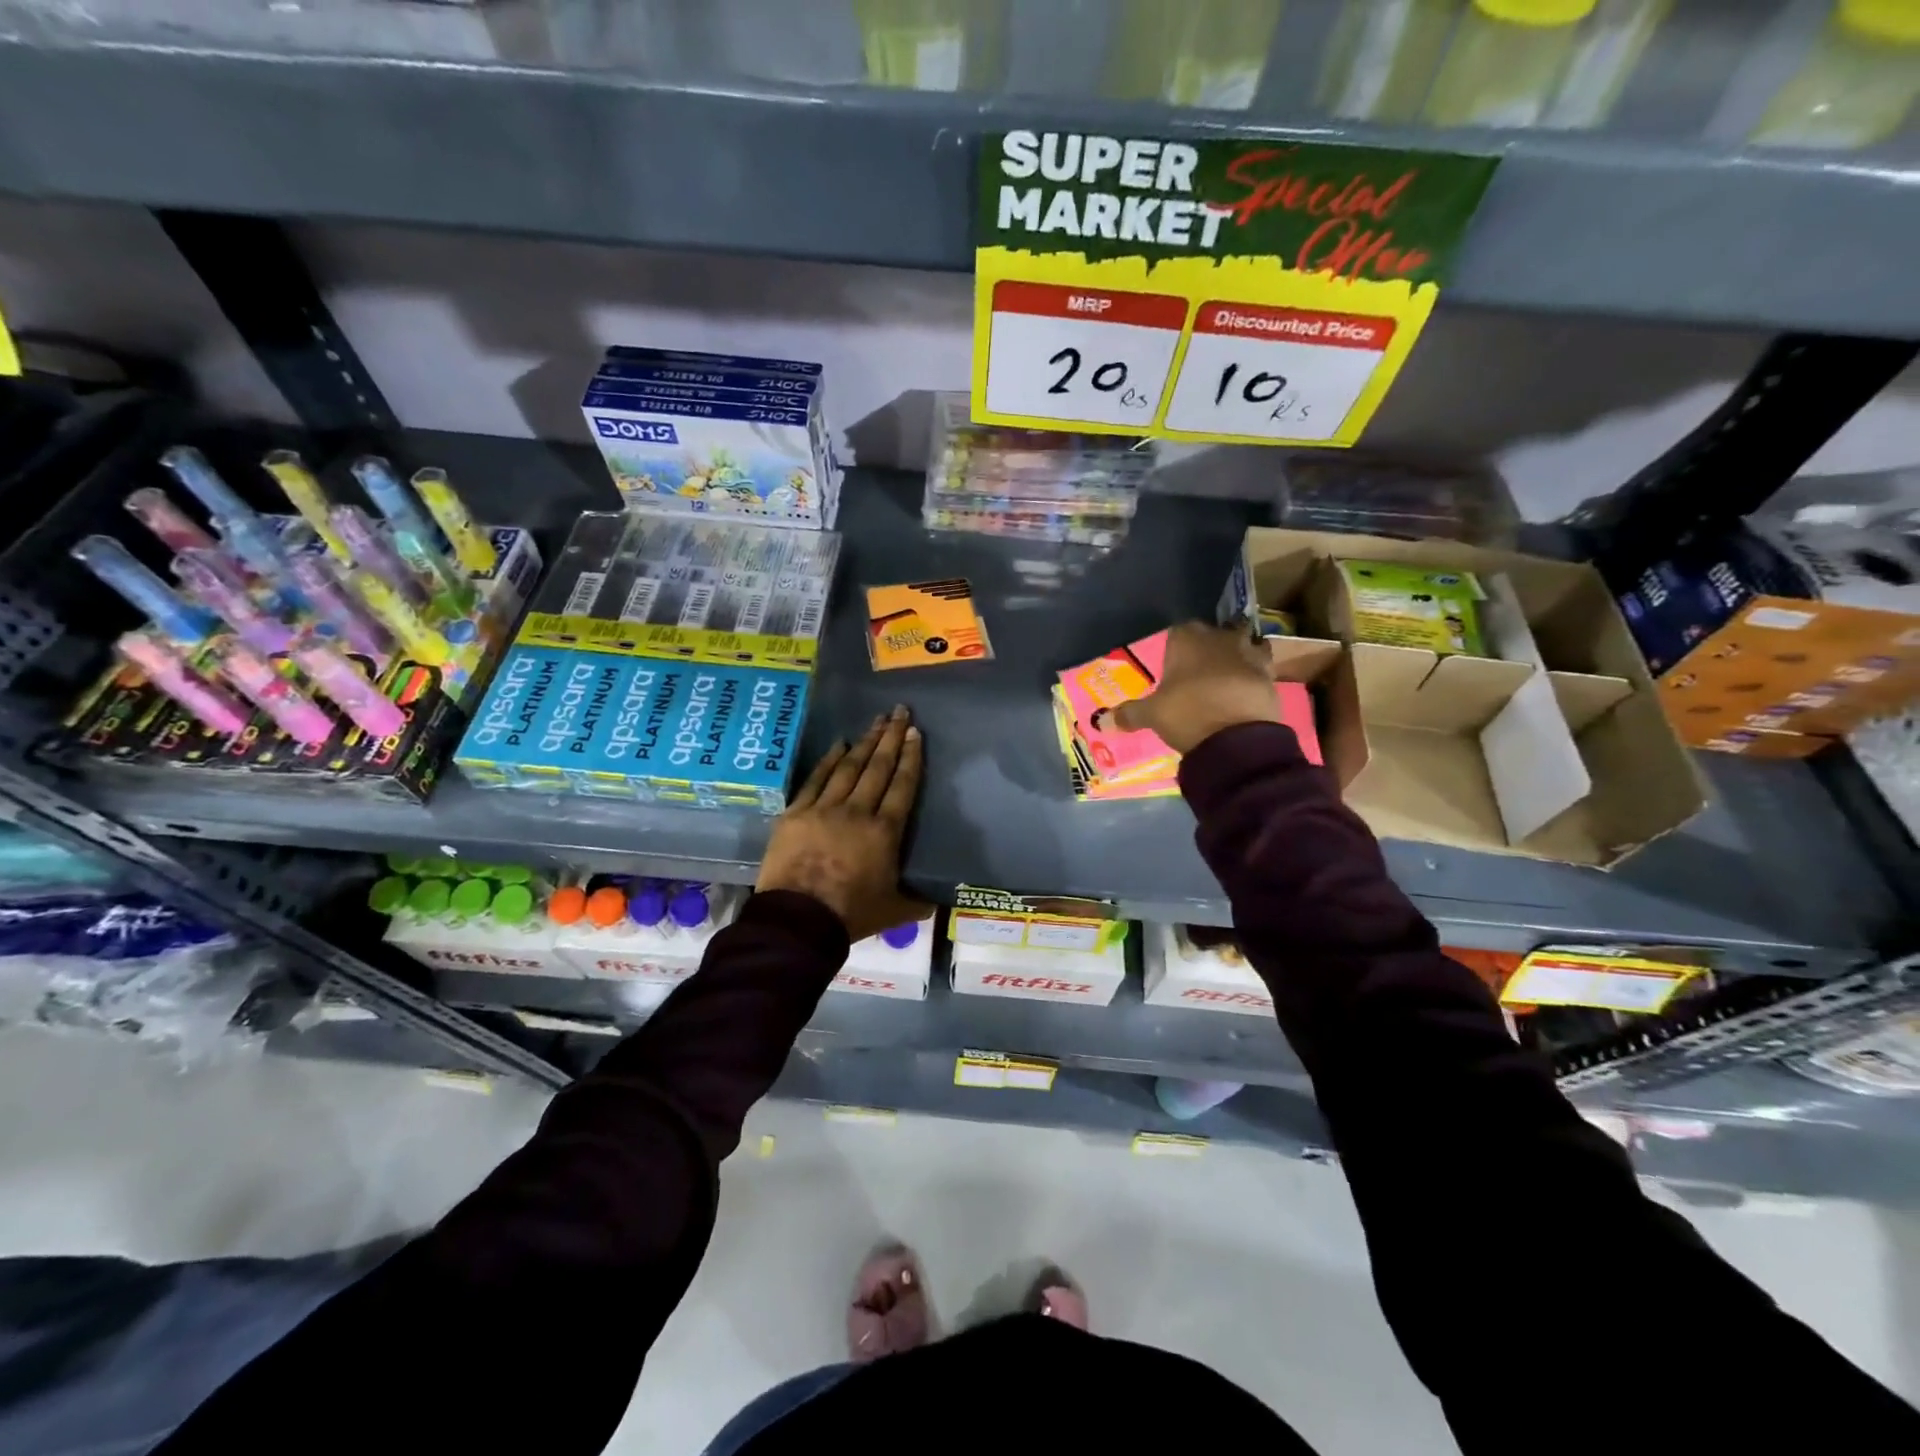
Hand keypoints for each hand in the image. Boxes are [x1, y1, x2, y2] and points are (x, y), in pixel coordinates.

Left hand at [757, 706, 932, 941]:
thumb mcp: (894, 911)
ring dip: (865, 742)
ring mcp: (824, 809)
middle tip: (900, 712)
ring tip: (876, 720)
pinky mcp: (796, 813)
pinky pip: (816, 779)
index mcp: (885, 832)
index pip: (902, 786)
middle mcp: (857, 811)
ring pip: (849, 767)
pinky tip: (839, 744)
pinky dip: (829, 760)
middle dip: (890, 738)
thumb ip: (918, 901)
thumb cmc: (851, 915)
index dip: (910, 758)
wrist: (798, 921)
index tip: (915, 733)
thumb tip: (939, 900)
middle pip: (878, 768)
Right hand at [1109, 621, 1279, 754]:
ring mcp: (1248, 652)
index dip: (1175, 646)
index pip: (1178, 630)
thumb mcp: (1152, 715)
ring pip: (1243, 643)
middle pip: (1213, 633)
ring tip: (1227, 674)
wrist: (1237, 737)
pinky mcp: (1270, 673)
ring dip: (1236, 654)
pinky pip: (1261, 665)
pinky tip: (1246, 688)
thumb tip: (1102, 722)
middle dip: (1207, 646)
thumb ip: (1129, 714)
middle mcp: (1218, 637)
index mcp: (1187, 639)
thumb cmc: (1187, 714)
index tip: (1173, 662)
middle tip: (1198, 670)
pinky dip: (1254, 673)